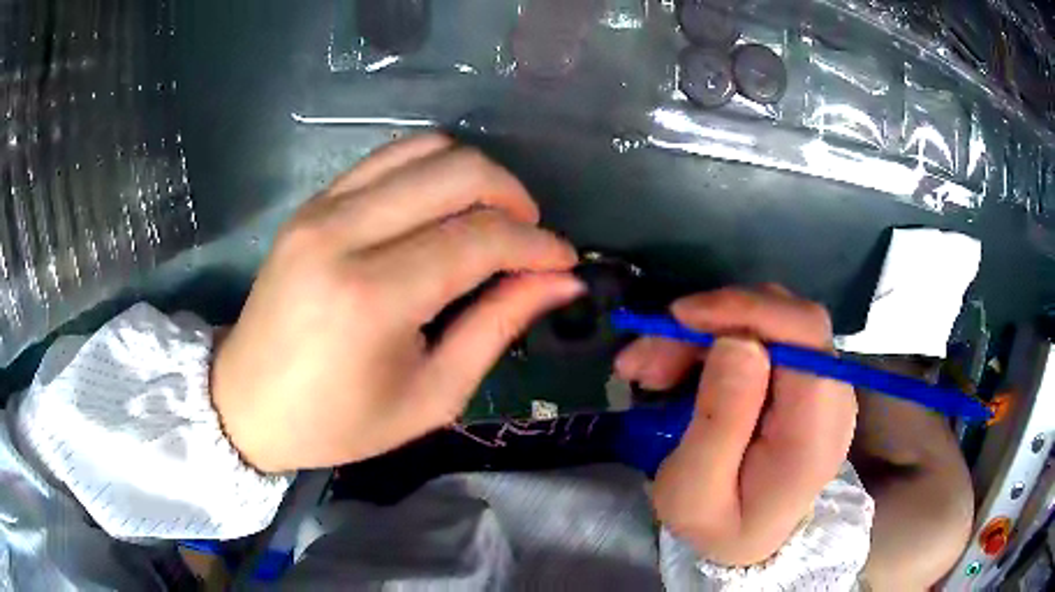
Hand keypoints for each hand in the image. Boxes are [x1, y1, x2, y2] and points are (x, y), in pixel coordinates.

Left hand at [212, 134, 582, 472]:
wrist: (247, 404)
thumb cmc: (337, 422)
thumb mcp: (429, 396)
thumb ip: (496, 328)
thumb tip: (559, 282)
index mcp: (373, 296)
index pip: (480, 238)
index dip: (537, 245)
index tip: (564, 261)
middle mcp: (344, 233)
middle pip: (458, 172)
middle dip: (513, 198)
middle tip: (530, 238)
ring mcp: (321, 208)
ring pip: (425, 149)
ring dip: (475, 176)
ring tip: (490, 219)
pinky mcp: (311, 203)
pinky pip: (387, 158)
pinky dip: (431, 170)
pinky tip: (440, 208)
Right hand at [615, 286, 856, 565]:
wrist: (752, 544)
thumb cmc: (719, 528)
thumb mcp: (695, 493)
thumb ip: (720, 421)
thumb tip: (737, 339)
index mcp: (816, 429)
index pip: (805, 334)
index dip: (747, 309)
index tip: (680, 318)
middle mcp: (832, 396)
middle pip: (784, 320)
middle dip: (710, 324)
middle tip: (645, 359)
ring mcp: (823, 385)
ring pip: (768, 324)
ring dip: (704, 335)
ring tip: (649, 371)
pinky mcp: (805, 382)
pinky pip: (764, 340)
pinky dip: (715, 344)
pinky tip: (677, 370)